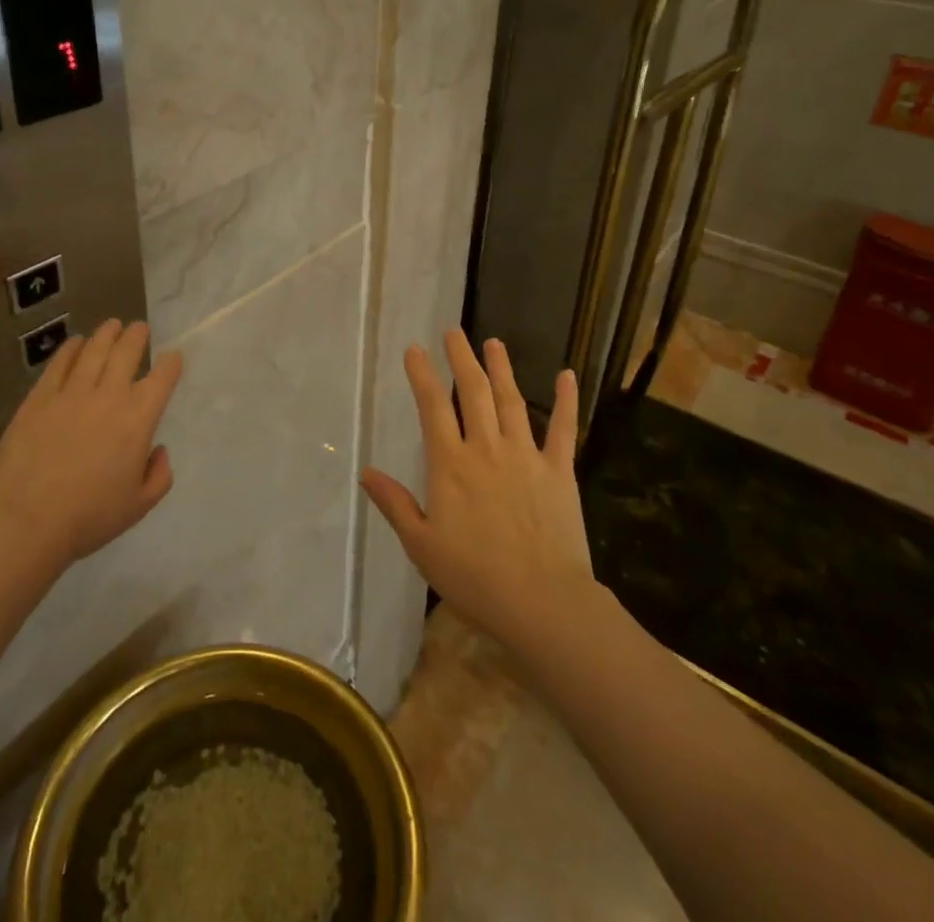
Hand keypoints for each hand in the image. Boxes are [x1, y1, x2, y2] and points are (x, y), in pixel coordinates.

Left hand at [0, 319, 181, 580]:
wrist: (25, 523)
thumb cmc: (88, 518)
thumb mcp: (139, 506)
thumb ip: (159, 475)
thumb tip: (157, 449)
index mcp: (138, 419)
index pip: (162, 378)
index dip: (171, 363)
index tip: (173, 357)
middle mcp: (108, 396)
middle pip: (127, 352)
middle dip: (137, 336)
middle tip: (139, 328)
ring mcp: (70, 393)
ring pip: (94, 350)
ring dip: (107, 334)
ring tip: (112, 325)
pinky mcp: (38, 398)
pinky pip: (59, 364)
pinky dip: (71, 348)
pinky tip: (75, 343)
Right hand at [360, 330, 592, 656]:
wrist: (541, 602)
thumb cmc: (475, 578)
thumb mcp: (422, 546)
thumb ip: (395, 505)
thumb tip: (366, 472)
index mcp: (451, 465)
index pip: (433, 407)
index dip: (422, 375)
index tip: (415, 349)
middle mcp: (486, 448)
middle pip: (472, 392)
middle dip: (461, 359)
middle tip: (453, 332)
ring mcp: (526, 455)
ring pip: (511, 401)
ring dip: (501, 369)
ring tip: (494, 343)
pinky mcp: (559, 470)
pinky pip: (563, 429)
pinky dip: (567, 400)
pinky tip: (567, 375)